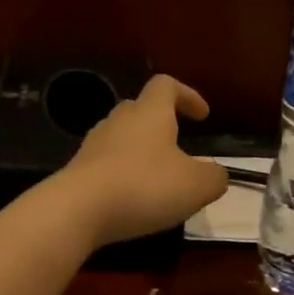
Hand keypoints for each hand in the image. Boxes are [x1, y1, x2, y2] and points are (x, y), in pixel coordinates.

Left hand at [51, 76, 229, 247]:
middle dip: (159, 123)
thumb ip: (213, 177)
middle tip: (177, 146)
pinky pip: (105, 164)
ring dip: (139, 150)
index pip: (166, 85)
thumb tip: (215, 174)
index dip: (187, 95)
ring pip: (120, 137)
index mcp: (149, 113)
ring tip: (156, 176)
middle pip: (139, 109)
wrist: (78, 209)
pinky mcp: (77, 170)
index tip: (202, 115)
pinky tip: (131, 197)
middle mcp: (118, 121)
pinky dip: (121, 174)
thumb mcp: (196, 186)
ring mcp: (93, 145)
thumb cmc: (144, 186)